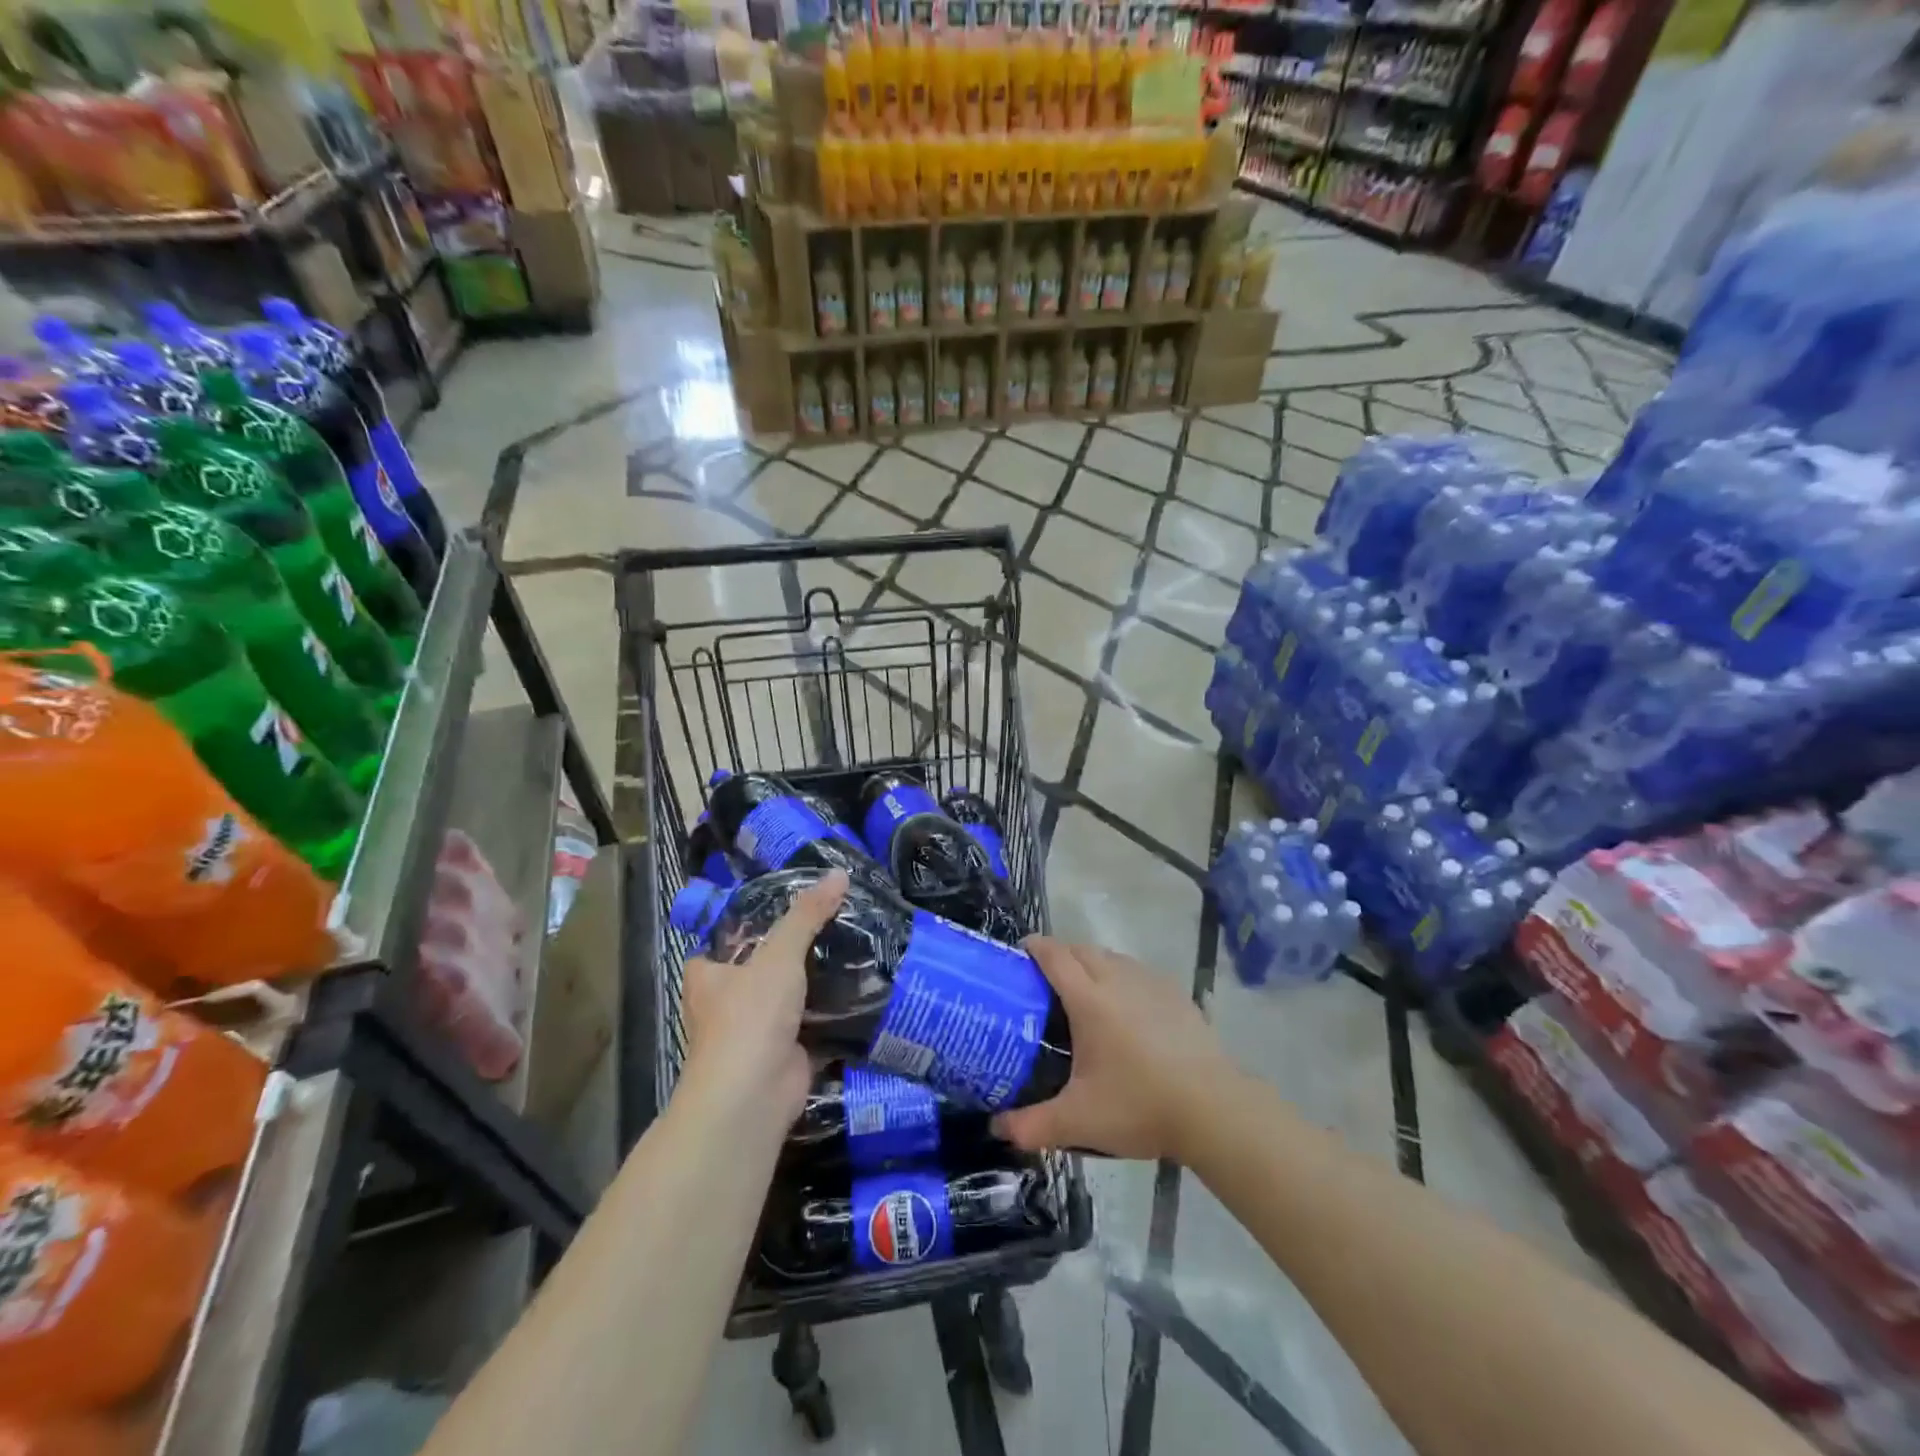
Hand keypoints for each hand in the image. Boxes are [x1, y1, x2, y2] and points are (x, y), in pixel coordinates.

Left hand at [680, 869, 848, 1125]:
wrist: (752, 1096)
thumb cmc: (750, 1016)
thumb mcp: (780, 954)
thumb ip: (807, 914)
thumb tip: (840, 872)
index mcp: (709, 976)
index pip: (724, 941)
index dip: (750, 923)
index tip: (787, 905)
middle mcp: (726, 1003)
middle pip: (761, 967)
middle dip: (792, 952)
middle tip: (832, 921)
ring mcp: (757, 1031)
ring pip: (789, 997)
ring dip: (815, 982)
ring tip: (854, 947)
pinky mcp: (786, 1054)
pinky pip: (813, 1025)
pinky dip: (833, 1013)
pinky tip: (862, 990)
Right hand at [991, 938, 1234, 1162]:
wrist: (1214, 1109)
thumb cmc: (1140, 1106)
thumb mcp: (1078, 1121)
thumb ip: (1031, 1125)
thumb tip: (997, 1129)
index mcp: (1090, 999)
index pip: (1055, 956)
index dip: (1034, 947)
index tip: (1019, 952)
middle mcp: (1118, 980)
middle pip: (1082, 950)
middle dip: (1060, 954)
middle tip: (1044, 979)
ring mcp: (1151, 984)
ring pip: (1112, 957)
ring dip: (1092, 963)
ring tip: (1083, 991)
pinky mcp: (1177, 995)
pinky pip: (1138, 972)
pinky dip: (1121, 977)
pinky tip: (1126, 1007)